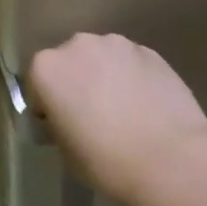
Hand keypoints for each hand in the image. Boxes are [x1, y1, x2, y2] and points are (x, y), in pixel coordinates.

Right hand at [28, 34, 206, 204]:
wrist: (170, 159)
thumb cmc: (106, 161)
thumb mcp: (65, 150)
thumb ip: (58, 122)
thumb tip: (68, 116)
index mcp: (48, 68)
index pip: (36, 84)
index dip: (47, 106)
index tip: (61, 127)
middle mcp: (79, 45)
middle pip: (70, 62)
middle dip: (76, 83)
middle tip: (92, 117)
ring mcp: (118, 44)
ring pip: (102, 58)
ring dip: (105, 76)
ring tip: (124, 110)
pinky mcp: (150, 51)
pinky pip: (130, 62)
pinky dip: (132, 77)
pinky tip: (146, 106)